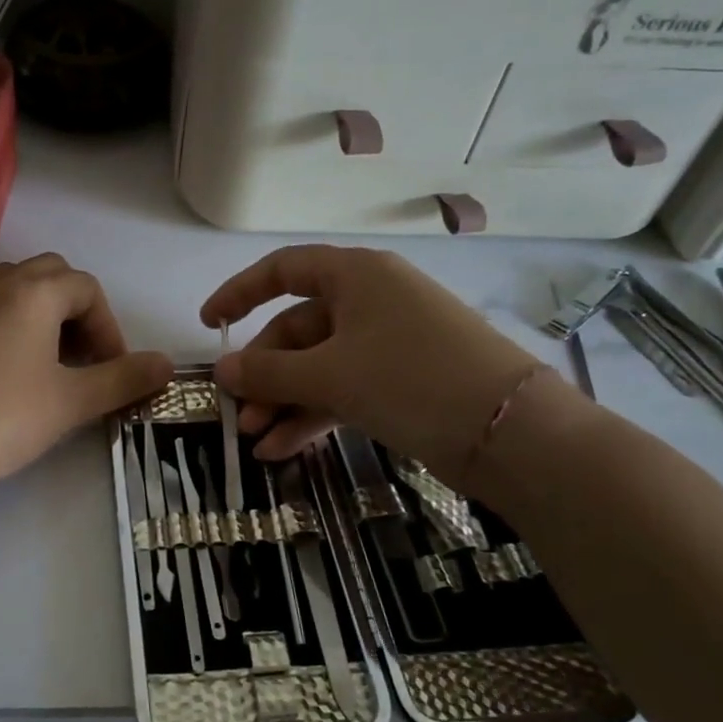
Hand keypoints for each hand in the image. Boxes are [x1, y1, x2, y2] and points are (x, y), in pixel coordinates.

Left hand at [0, 254, 173, 493]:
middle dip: (79, 312)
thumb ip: (122, 379)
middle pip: (52, 276)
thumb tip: (167, 364)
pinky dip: (15, 327)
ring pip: (18, 290)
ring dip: (46, 316)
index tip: (112, 370)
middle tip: (84, 358)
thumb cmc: (1, 415)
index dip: (110, 327)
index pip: (88, 288)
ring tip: (52, 364)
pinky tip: (13, 374)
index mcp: (34, 292)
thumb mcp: (71, 401)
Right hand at [201, 245, 543, 484]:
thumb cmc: (411, 380)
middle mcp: (371, 301)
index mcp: (356, 276)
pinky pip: (343, 389)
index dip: (240, 293)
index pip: (284, 270)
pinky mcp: (401, 382)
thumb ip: (269, 372)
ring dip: (284, 402)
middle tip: (238, 415)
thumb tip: (222, 371)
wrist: (512, 435)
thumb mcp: (331, 375)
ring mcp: (388, 343)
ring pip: (319, 365)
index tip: (210, 325)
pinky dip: (313, 416)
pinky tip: (284, 450)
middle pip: (298, 329)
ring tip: (256, 443)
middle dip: (264, 374)